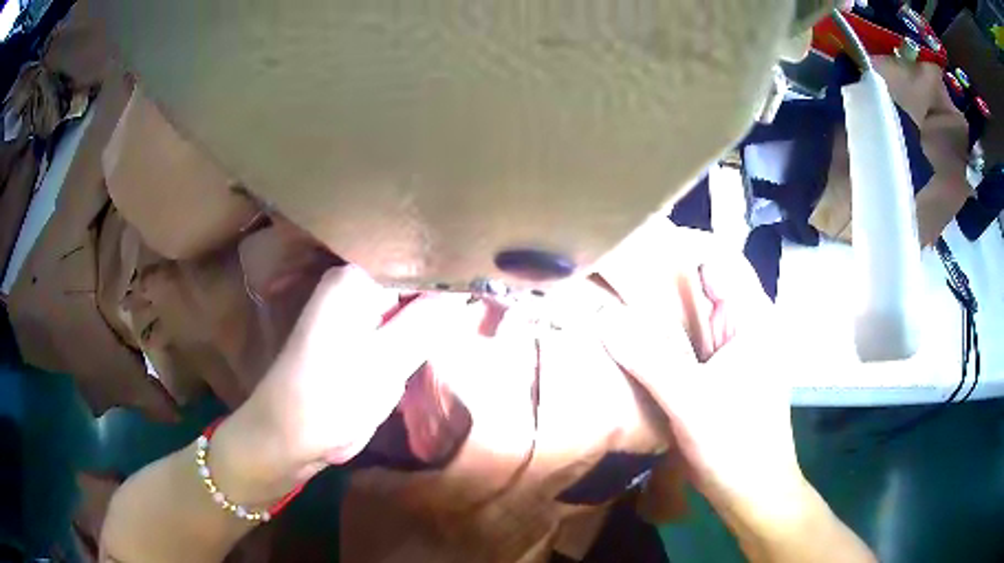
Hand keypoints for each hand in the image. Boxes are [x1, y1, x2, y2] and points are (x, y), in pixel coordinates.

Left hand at [208, 266, 471, 504]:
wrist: (290, 437)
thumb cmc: (330, 397)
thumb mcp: (385, 360)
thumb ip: (428, 321)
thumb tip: (470, 290)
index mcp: (355, 279)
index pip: (416, 258)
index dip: (455, 266)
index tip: (495, 273)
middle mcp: (356, 286)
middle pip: (416, 278)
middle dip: (453, 288)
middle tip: (500, 291)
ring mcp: (360, 313)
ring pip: (412, 303)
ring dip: (443, 310)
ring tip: (491, 304)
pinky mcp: (364, 339)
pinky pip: (403, 325)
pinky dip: (428, 330)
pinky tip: (460, 327)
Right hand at [596, 222, 804, 517]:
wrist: (754, 493)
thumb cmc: (736, 447)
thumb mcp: (692, 404)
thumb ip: (652, 359)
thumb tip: (604, 317)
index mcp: (753, 318)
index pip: (720, 257)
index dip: (682, 243)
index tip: (635, 244)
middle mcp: (746, 325)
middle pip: (704, 283)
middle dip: (662, 275)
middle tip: (612, 274)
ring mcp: (734, 350)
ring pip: (695, 313)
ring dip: (660, 308)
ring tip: (613, 301)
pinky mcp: (720, 373)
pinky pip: (690, 341)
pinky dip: (664, 337)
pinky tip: (633, 343)